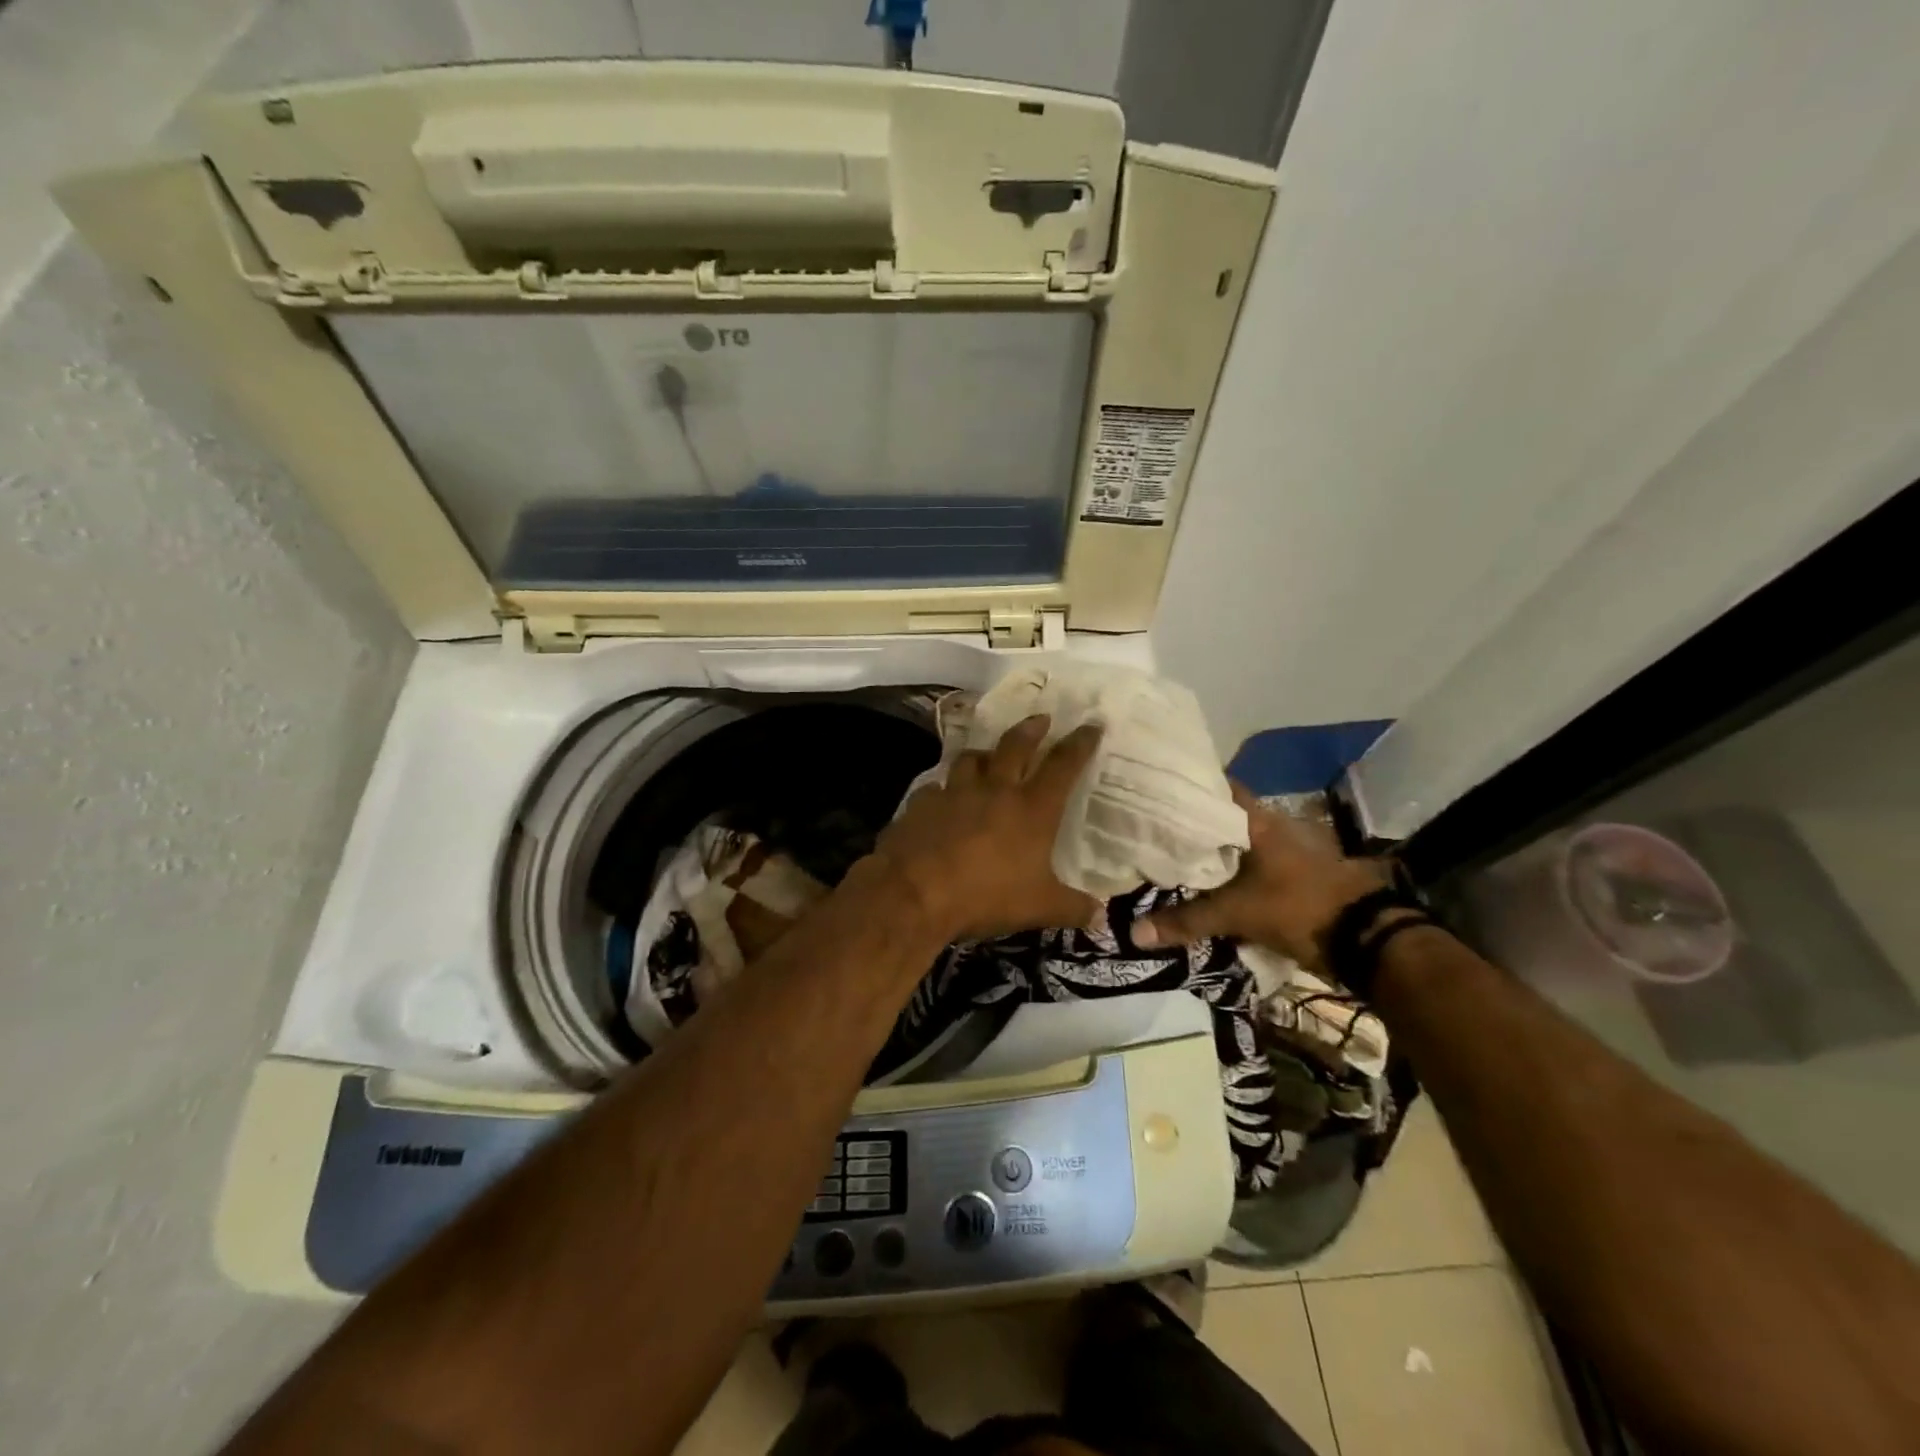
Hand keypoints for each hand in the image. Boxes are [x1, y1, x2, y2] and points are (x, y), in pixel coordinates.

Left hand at [873, 714, 1103, 942]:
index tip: (1091, 725)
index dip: (1080, 743)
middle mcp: (995, 790)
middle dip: (1031, 729)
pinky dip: (942, 790)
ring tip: (987, 756)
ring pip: (971, 759)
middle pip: (1015, 746)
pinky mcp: (922, 803)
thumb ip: (1072, 908)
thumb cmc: (987, 895)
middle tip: (1040, 719)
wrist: (915, 892)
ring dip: (983, 754)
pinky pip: (935, 787)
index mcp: (1032, 808)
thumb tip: (1100, 917)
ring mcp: (955, 792)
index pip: (1063, 765)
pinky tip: (941, 799)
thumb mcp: (1039, 908)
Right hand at [1132, 783, 1390, 966]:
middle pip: (1220, 815)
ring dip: (1208, 848)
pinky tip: (1200, 881)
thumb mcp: (1237, 913)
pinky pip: (1245, 864)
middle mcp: (1269, 825)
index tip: (1151, 789)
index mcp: (1256, 819)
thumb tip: (1134, 933)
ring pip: (1233, 841)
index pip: (1214, 787)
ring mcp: (1282, 849)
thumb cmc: (1298, 906)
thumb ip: (1187, 920)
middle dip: (1189, 820)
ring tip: (1167, 852)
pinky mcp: (1288, 874)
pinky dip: (1225, 870)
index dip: (1184, 785)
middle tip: (1148, 825)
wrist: (1364, 937)